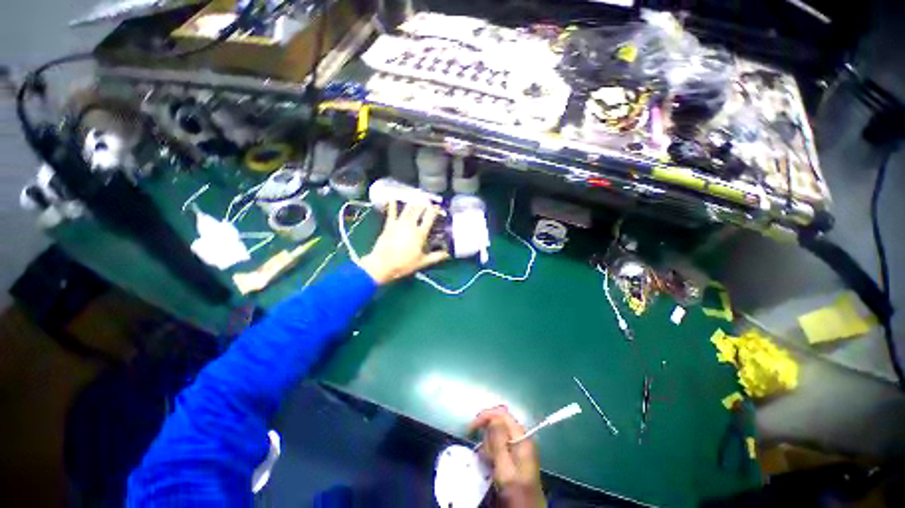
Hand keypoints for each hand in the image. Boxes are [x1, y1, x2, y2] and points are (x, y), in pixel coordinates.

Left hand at [358, 200, 448, 284]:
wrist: (383, 264)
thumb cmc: (404, 264)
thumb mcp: (423, 262)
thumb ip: (436, 256)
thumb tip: (447, 254)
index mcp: (420, 233)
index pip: (429, 217)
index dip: (435, 210)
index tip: (438, 207)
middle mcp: (410, 224)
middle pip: (419, 210)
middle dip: (424, 204)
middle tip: (428, 203)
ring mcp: (399, 223)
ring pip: (407, 209)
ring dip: (413, 203)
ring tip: (417, 199)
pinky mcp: (389, 225)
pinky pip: (392, 212)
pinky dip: (393, 205)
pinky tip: (392, 197)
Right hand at [469, 406, 545, 507]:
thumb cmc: (516, 493)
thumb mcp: (505, 469)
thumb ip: (499, 442)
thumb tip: (493, 416)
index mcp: (521, 437)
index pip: (501, 413)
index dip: (486, 416)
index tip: (471, 429)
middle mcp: (521, 436)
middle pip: (499, 421)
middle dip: (487, 433)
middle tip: (482, 450)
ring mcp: (519, 444)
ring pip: (498, 432)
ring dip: (489, 443)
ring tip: (488, 460)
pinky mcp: (515, 453)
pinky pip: (499, 443)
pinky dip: (492, 449)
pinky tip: (490, 462)